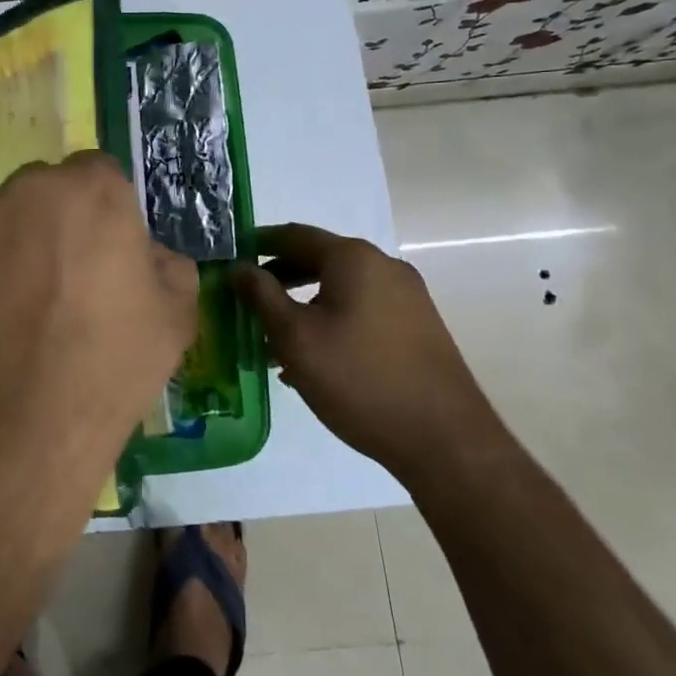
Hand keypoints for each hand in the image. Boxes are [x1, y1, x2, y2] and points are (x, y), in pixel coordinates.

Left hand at [0, 151, 198, 509]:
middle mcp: (28, 190)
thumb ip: (169, 266)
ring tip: (23, 308)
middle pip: (48, 190)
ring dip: (17, 244)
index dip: (107, 209)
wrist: (13, 429)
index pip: (101, 172)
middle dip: (60, 220)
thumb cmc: (107, 368)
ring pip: (4, 218)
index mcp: (91, 191)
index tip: (109, 249)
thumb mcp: (175, 318)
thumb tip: (148, 255)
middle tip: (67, 279)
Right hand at [233, 223, 501, 484]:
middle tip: (247, 302)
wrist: (445, 441)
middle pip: (319, 259)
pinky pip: (363, 309)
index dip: (258, 244)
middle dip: (279, 278)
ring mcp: (407, 296)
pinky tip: (315, 359)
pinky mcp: (418, 326)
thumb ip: (262, 295)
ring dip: (304, 304)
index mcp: (353, 258)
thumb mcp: (295, 337)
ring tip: (275, 339)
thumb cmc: (358, 379)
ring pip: (340, 288)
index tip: (231, 259)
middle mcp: (384, 266)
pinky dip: (332, 320)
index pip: (294, 234)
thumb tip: (239, 267)